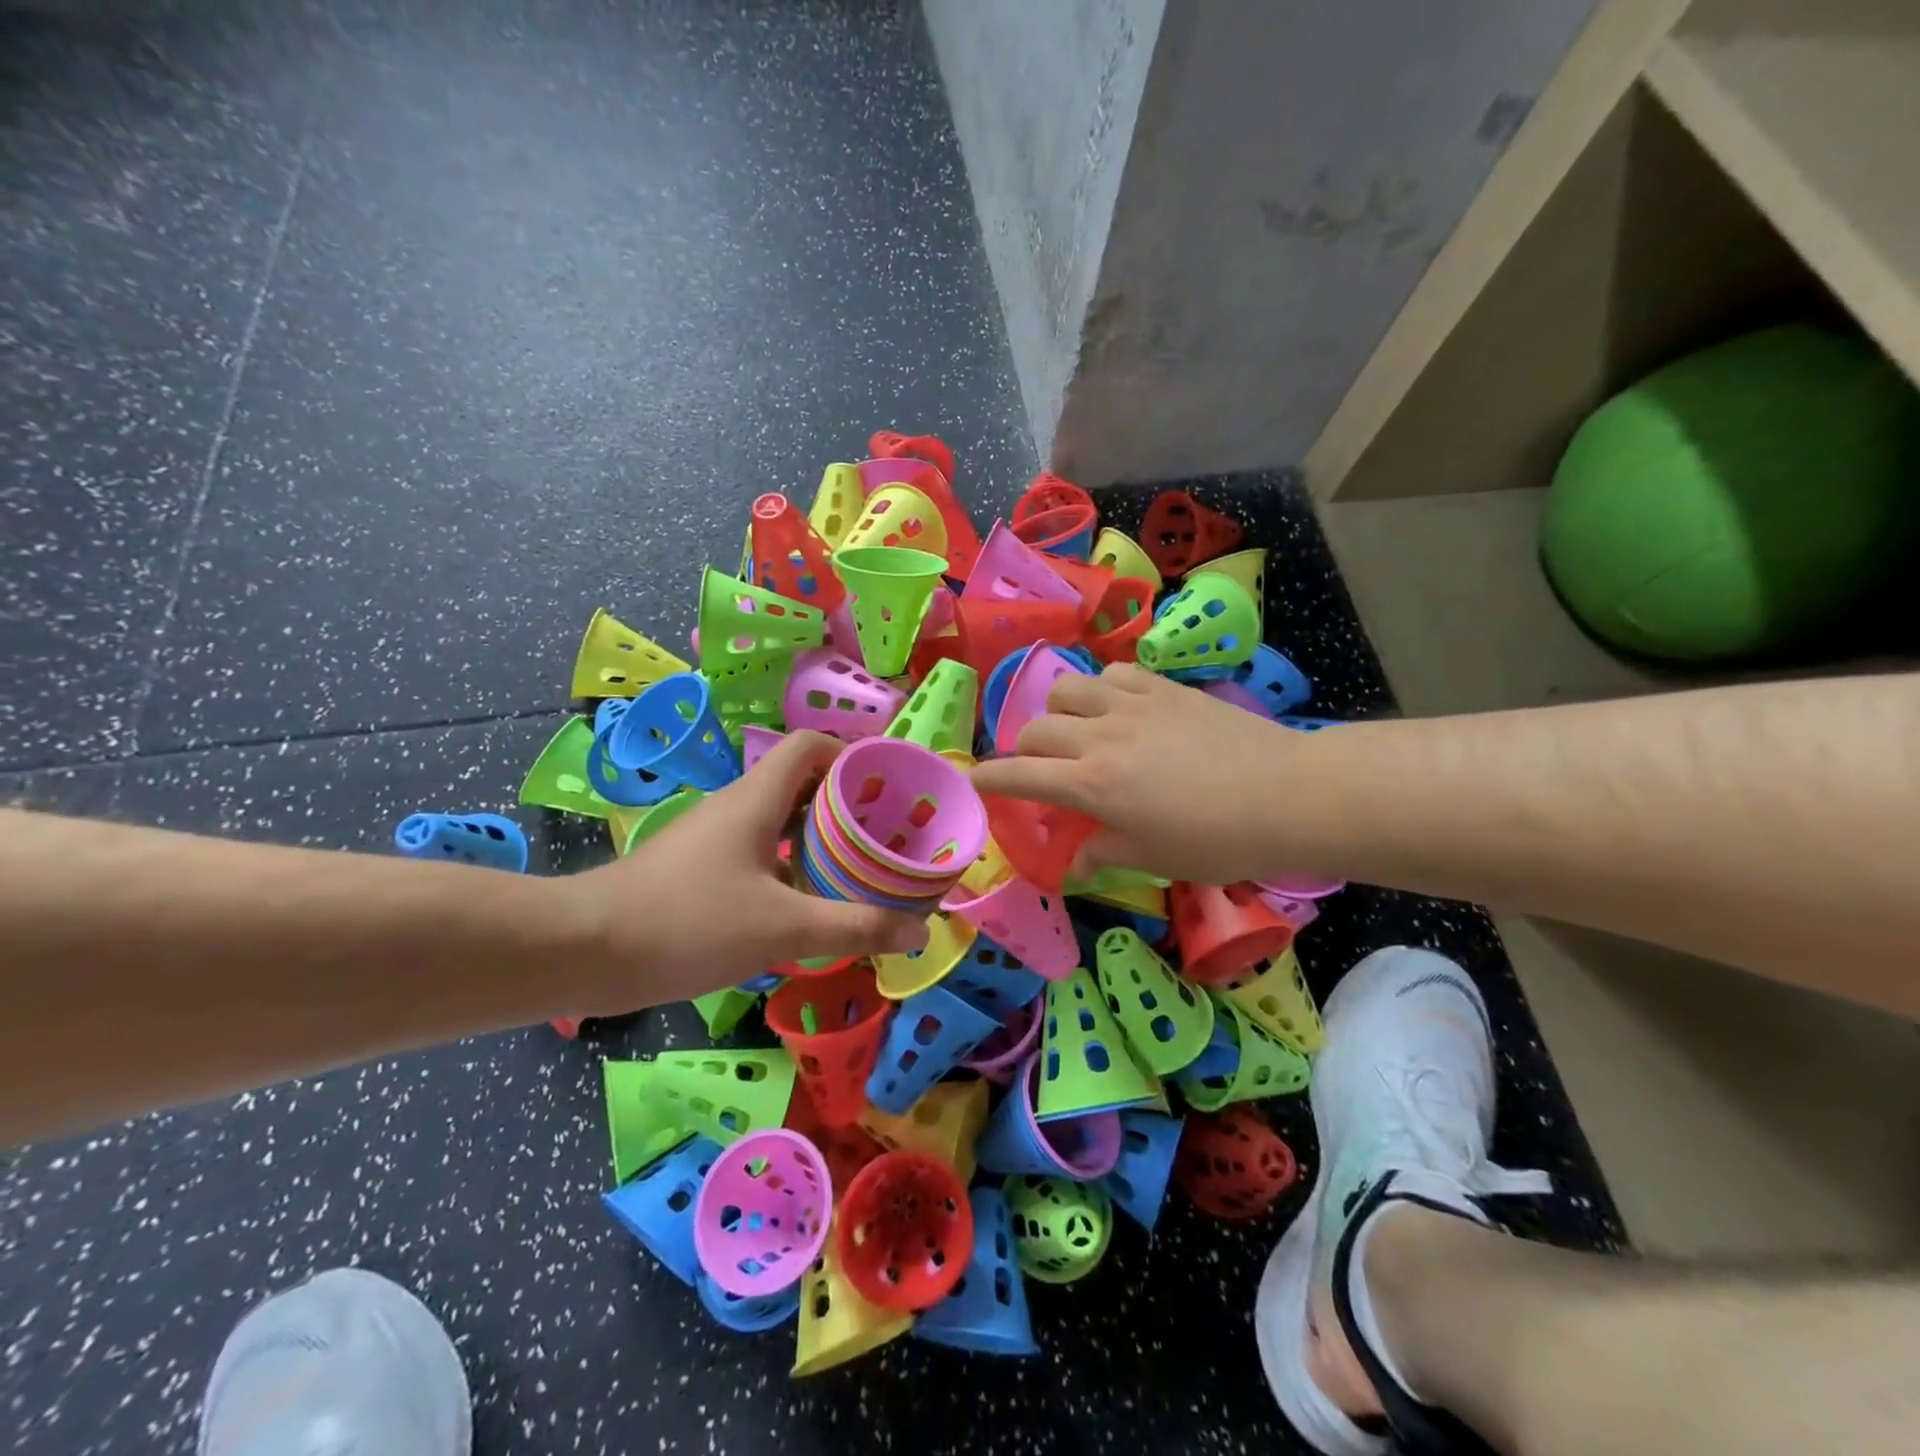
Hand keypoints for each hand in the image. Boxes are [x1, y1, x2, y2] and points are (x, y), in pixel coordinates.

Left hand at [565, 730, 928, 1011]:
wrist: (583, 950)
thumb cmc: (689, 921)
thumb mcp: (783, 928)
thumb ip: (855, 926)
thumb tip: (920, 931)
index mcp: (758, 798)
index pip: (812, 746)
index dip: (853, 757)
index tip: (889, 791)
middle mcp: (738, 808)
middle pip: (803, 786)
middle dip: (847, 807)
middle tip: (887, 839)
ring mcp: (715, 840)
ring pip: (781, 825)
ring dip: (820, 843)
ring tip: (859, 873)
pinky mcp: (699, 872)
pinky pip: (760, 857)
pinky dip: (792, 871)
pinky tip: (808, 909)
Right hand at [970, 664, 1304, 884]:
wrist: (1286, 794)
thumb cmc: (1218, 839)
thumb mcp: (1155, 858)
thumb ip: (1105, 852)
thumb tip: (1075, 860)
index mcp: (1091, 785)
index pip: (1020, 775)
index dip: (990, 777)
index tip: (975, 779)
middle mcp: (1100, 737)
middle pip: (1036, 728)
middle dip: (1024, 750)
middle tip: (1040, 769)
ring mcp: (1131, 704)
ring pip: (1067, 689)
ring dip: (1058, 710)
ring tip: (1075, 729)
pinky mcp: (1162, 687)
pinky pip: (1113, 673)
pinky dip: (1101, 688)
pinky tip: (1118, 706)